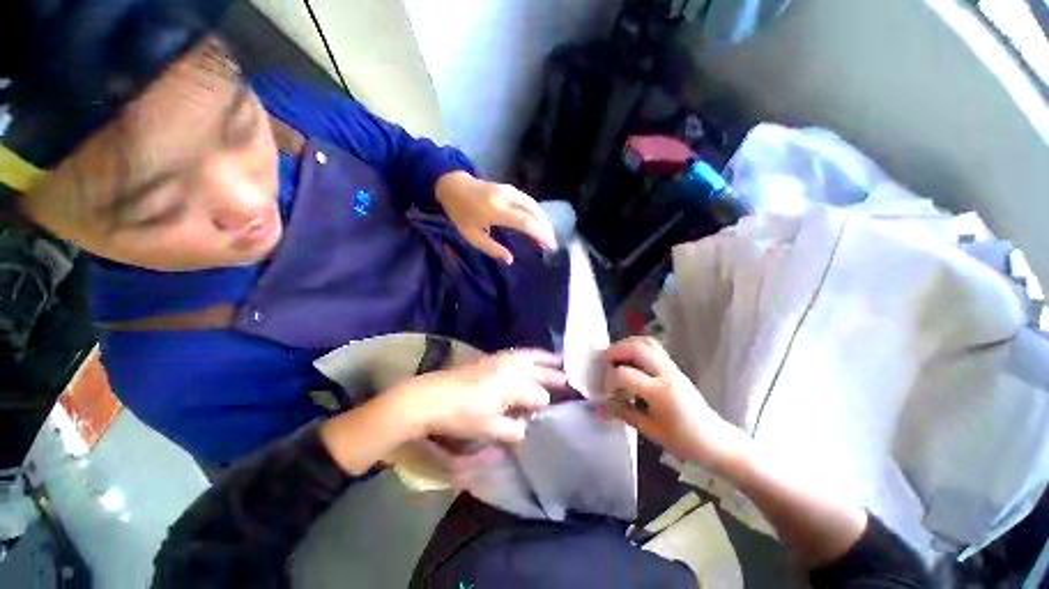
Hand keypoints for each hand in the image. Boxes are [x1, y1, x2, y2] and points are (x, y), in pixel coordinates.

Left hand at [391, 350, 564, 443]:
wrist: (431, 397)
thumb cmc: (460, 416)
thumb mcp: (487, 429)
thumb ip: (511, 429)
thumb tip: (525, 427)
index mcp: (511, 386)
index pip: (537, 395)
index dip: (543, 404)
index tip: (549, 409)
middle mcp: (509, 369)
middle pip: (537, 371)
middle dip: (553, 375)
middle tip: (568, 378)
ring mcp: (499, 360)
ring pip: (527, 356)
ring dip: (543, 358)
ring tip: (557, 358)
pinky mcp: (490, 358)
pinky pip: (515, 352)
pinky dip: (528, 353)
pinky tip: (529, 356)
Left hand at [435, 171, 556, 263]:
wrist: (453, 186)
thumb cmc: (461, 214)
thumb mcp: (471, 236)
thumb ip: (492, 248)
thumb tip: (510, 260)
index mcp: (496, 211)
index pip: (525, 223)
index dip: (540, 234)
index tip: (550, 246)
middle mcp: (507, 198)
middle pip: (534, 212)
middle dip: (546, 228)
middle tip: (551, 243)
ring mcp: (510, 190)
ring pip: (534, 205)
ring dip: (543, 220)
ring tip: (547, 235)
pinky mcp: (510, 188)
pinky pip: (529, 201)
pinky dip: (537, 213)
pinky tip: (538, 222)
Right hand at [602, 337, 749, 472]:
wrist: (715, 440)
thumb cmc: (683, 441)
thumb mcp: (650, 430)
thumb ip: (622, 413)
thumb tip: (599, 408)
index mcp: (660, 392)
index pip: (625, 374)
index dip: (610, 381)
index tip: (608, 394)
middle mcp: (666, 373)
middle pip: (636, 348)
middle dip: (615, 352)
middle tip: (605, 362)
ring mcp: (672, 367)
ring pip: (646, 342)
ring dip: (626, 344)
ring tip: (616, 357)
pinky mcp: (674, 367)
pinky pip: (653, 347)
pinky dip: (637, 346)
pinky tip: (631, 359)